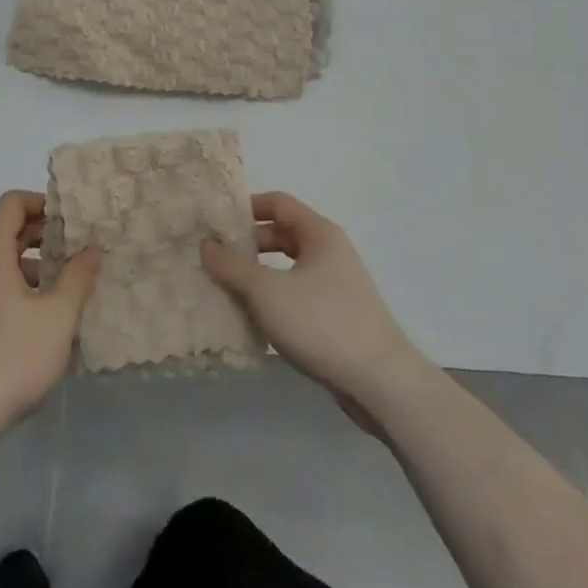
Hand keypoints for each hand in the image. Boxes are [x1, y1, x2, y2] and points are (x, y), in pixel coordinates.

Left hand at [0, 191, 100, 434]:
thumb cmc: (10, 357)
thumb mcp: (57, 317)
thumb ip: (77, 278)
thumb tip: (92, 249)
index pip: (12, 203)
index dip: (42, 202)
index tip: (71, 221)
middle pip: (9, 232)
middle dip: (45, 237)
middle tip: (79, 253)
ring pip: (5, 265)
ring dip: (37, 269)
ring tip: (70, 291)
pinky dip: (24, 293)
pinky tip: (47, 326)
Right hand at [201, 192, 421, 414]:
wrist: (382, 384)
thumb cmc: (322, 323)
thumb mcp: (266, 291)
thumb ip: (232, 266)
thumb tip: (205, 243)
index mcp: (319, 233)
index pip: (277, 202)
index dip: (246, 208)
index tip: (217, 222)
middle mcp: (331, 251)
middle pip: (282, 235)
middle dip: (248, 245)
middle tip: (216, 260)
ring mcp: (337, 286)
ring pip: (289, 269)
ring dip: (260, 276)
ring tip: (229, 290)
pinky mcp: (339, 317)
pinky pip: (298, 296)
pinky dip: (276, 300)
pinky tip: (256, 321)